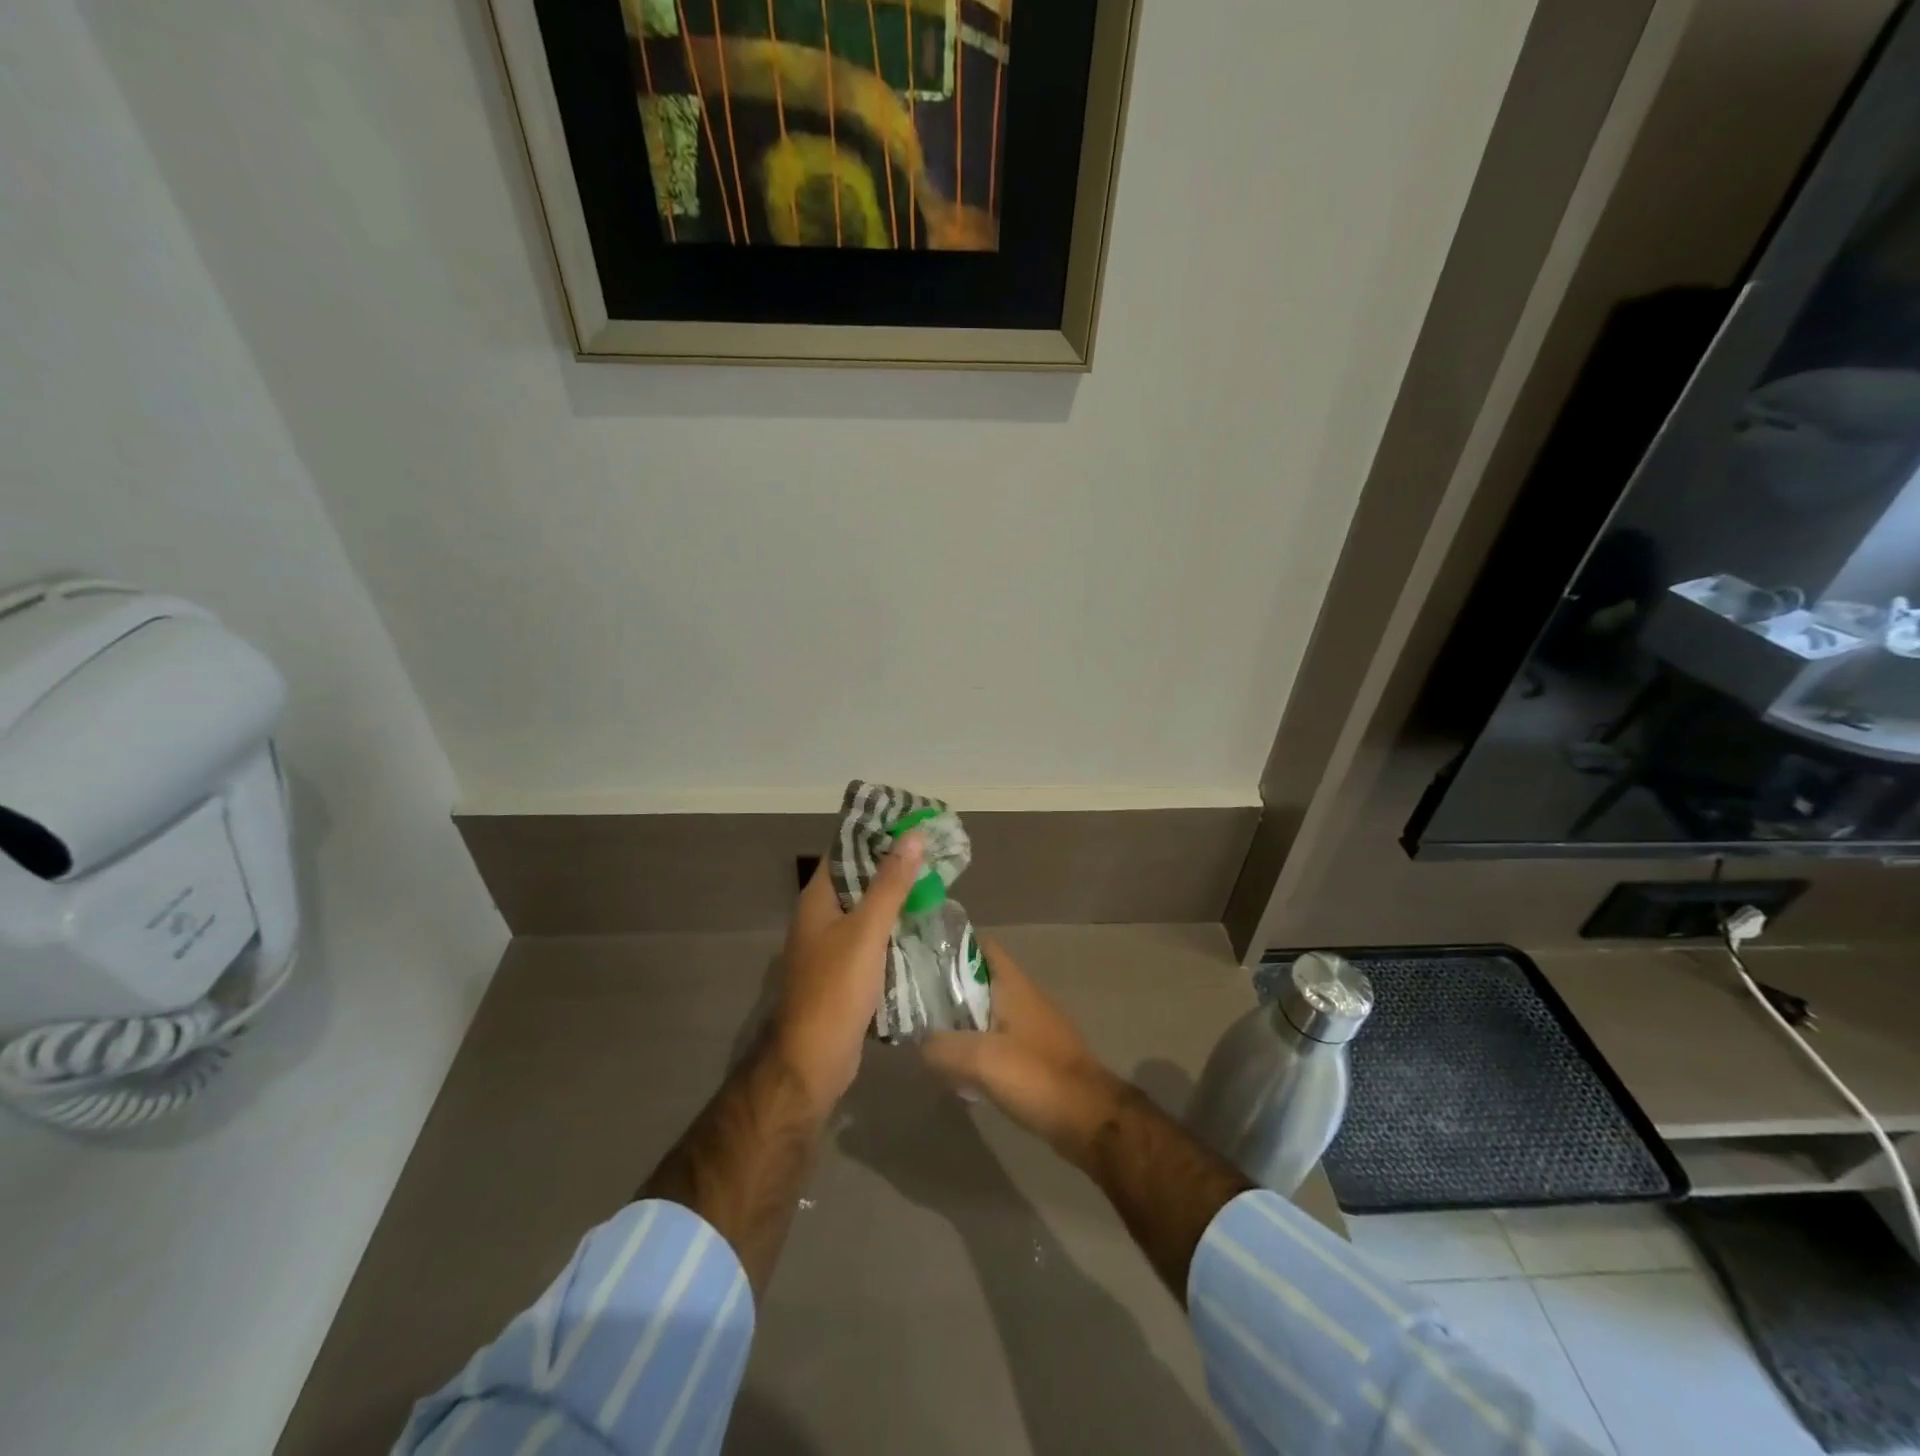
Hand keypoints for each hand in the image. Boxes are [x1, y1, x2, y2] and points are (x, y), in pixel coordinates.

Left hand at [774, 835, 924, 1112]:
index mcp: (818, 899)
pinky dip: (896, 927)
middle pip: (859, 877)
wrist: (813, 1061)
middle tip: (935, 850)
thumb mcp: (866, 932)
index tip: (913, 821)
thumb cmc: (835, 990)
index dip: (876, 832)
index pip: (845, 849)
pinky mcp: (846, 971)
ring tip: (937, 881)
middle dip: (894, 863)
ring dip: (897, 896)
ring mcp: (832, 945)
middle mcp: (822, 916)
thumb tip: (912, 835)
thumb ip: (890, 884)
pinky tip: (924, 924)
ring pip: (869, 909)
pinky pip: (873, 937)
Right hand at [920, 939, 1128, 1168]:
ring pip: (989, 1012)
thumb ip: (942, 1046)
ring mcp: (1034, 1027)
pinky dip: (979, 1048)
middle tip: (916, 1004)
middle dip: (950, 989)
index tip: (921, 959)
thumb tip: (921, 1044)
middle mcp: (1025, 998)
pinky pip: (1000, 1041)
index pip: (981, 946)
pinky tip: (961, 1071)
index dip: (951, 947)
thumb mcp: (981, 1059)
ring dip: (963, 1022)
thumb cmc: (1036, 1075)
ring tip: (930, 1038)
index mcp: (1014, 985)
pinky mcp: (1038, 1055)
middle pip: (981, 980)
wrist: (1089, 1117)